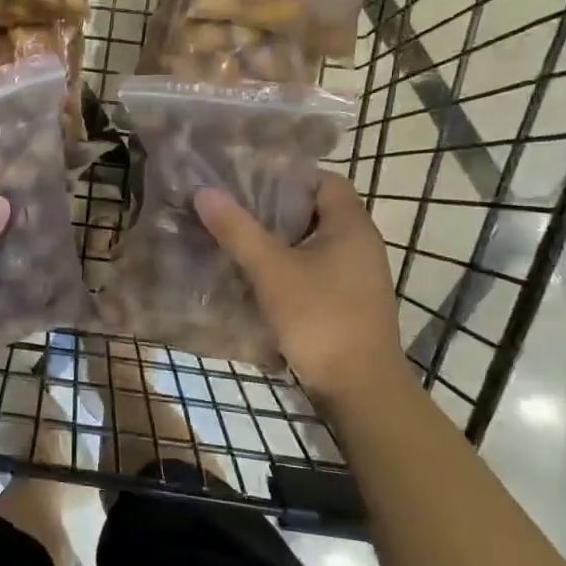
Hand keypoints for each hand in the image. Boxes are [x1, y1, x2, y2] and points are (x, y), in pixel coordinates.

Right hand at [194, 174, 405, 401]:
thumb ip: (238, 230)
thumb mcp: (271, 270)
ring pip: (311, 243)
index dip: (286, 176)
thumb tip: (204, 191)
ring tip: (235, 237)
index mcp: (351, 226)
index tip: (247, 181)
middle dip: (273, 208)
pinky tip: (254, 275)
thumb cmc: (320, 318)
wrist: (360, 389)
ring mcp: (356, 275)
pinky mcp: (348, 301)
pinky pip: (314, 269)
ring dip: (277, 240)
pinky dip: (286, 266)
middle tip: (231, 208)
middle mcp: (360, 244)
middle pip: (314, 211)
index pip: (322, 181)